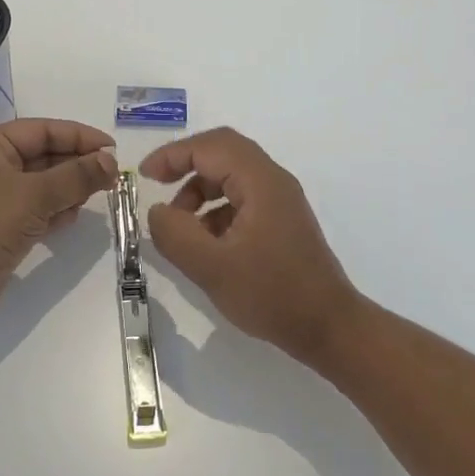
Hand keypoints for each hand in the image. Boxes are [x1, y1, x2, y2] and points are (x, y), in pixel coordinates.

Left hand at [0, 118, 118, 326]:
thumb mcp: (35, 195)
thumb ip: (76, 176)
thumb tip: (111, 160)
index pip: (44, 130)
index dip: (80, 136)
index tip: (113, 149)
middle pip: (45, 156)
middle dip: (78, 164)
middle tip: (113, 177)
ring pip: (44, 185)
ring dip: (70, 189)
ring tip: (97, 196)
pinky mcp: (2, 227)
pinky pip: (38, 210)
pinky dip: (56, 211)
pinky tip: (73, 217)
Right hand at [141, 127, 361, 365]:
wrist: (329, 329)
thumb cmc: (272, 295)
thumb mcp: (212, 268)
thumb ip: (175, 234)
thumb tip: (157, 211)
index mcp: (261, 182)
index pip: (210, 146)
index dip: (173, 155)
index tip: (145, 176)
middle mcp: (273, 181)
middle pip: (222, 152)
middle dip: (185, 164)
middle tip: (157, 185)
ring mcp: (280, 201)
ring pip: (231, 176)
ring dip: (199, 190)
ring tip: (180, 226)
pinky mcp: (280, 222)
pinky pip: (241, 198)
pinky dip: (215, 210)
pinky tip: (205, 243)